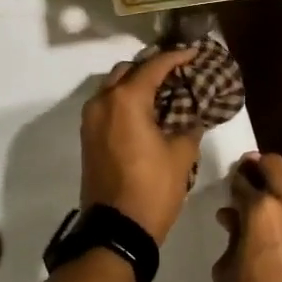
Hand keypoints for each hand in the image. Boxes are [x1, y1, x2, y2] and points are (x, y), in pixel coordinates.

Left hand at [79, 48, 204, 243]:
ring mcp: (90, 119)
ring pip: (113, 87)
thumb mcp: (181, 156)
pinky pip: (107, 106)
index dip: (175, 57)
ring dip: (136, 84)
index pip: (153, 67)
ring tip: (164, 91)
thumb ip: (190, 127)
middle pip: (127, 71)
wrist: (116, 229)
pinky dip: (125, 101)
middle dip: (151, 67)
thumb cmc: (153, 188)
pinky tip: (147, 111)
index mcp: (126, 100)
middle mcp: (102, 102)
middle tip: (178, 72)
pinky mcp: (88, 137)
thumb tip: (194, 117)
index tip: (193, 52)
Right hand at [213, 152, 281, 281]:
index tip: (226, 189)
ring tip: (264, 215)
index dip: (232, 182)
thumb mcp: (227, 273)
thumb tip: (234, 221)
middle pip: (275, 166)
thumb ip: (230, 239)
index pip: (242, 179)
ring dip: (278, 193)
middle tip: (245, 179)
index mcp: (260, 209)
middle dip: (258, 167)